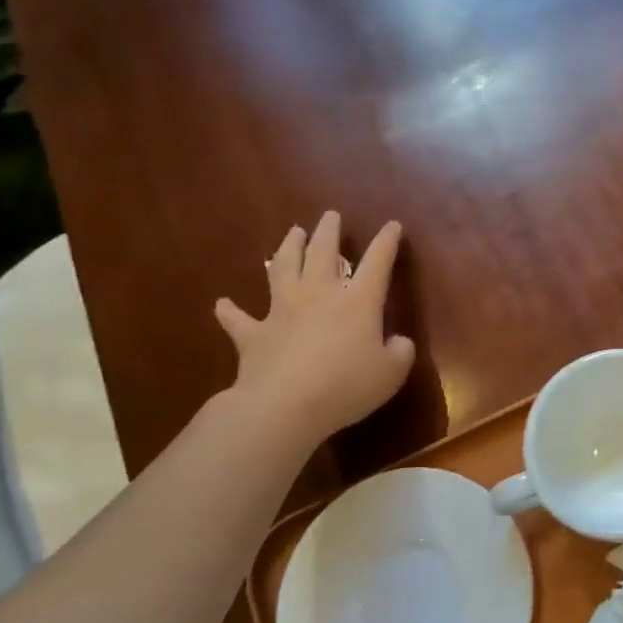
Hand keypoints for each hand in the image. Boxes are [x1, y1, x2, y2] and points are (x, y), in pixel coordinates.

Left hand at [214, 214, 415, 436]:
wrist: (283, 406)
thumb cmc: (346, 386)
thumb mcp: (391, 373)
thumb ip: (400, 353)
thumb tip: (398, 342)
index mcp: (358, 301)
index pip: (377, 262)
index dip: (386, 242)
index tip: (392, 225)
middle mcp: (319, 295)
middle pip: (323, 252)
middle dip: (329, 231)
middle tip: (331, 215)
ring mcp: (282, 311)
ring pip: (283, 268)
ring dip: (288, 248)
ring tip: (293, 232)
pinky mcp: (253, 334)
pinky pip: (238, 319)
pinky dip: (230, 310)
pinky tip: (223, 303)